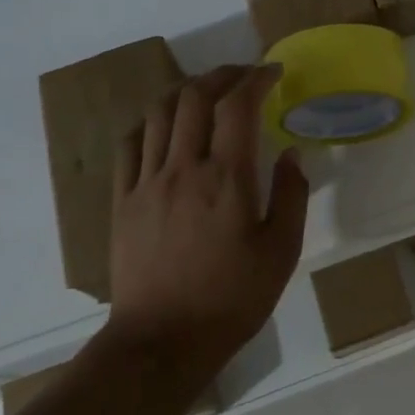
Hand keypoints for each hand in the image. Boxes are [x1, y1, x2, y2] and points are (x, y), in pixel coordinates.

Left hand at [106, 65, 308, 377]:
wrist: (162, 342)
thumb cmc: (232, 299)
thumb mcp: (281, 252)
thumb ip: (291, 195)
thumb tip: (290, 154)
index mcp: (227, 179)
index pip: (237, 106)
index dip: (256, 78)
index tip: (272, 72)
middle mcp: (183, 169)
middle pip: (195, 97)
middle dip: (222, 75)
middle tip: (244, 76)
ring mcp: (146, 183)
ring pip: (158, 113)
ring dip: (186, 91)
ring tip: (206, 93)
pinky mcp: (123, 201)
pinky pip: (130, 144)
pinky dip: (150, 122)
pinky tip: (164, 127)